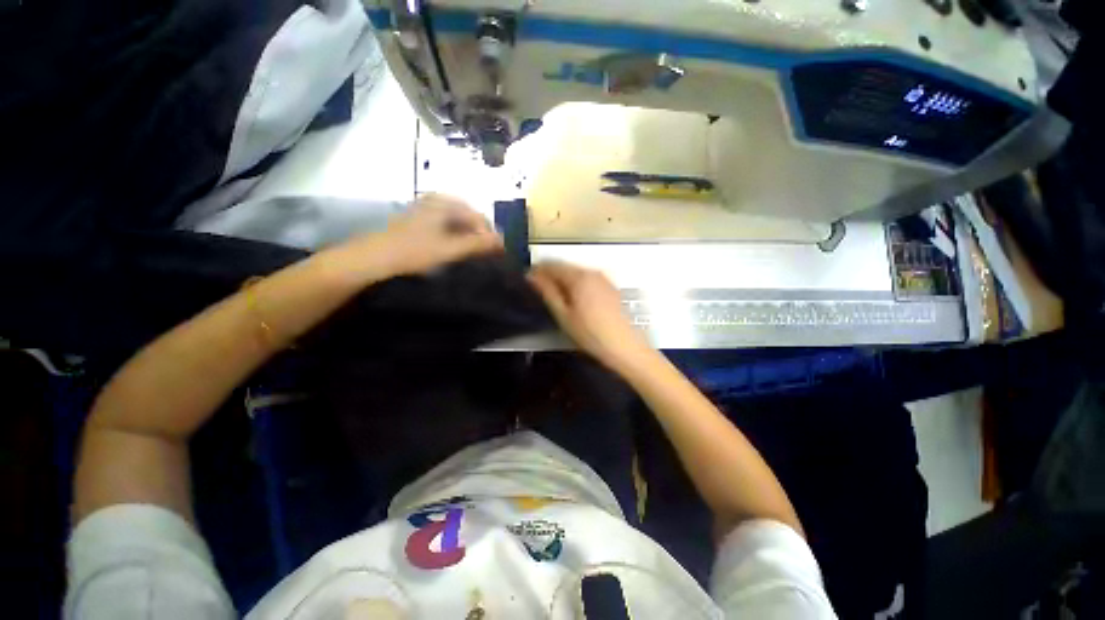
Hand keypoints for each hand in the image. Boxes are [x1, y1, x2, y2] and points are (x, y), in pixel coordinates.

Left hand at [329, 195, 503, 282]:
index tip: (499, 254)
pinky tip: (458, 251)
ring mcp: (427, 208)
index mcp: (446, 202)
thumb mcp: (450, 249)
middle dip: (481, 237)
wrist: (374, 258)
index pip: (479, 218)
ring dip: (470, 238)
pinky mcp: (420, 219)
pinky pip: (448, 226)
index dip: (491, 236)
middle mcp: (438, 200)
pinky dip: (457, 237)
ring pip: (459, 222)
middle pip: (470, 218)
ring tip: (475, 255)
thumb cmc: (414, 252)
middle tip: (489, 256)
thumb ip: (478, 244)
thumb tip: (502, 242)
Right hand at [528, 261, 650, 369]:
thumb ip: (547, 292)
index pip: (553, 264)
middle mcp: (593, 272)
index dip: (538, 270)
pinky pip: (588, 280)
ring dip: (564, 281)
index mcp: (579, 276)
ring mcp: (604, 279)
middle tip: (540, 292)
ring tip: (556, 299)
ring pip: (577, 274)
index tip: (528, 280)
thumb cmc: (590, 333)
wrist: (625, 346)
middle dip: (551, 276)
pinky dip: (577, 286)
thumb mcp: (563, 315)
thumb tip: (532, 275)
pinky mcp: (611, 288)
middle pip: (566, 267)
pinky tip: (575, 301)